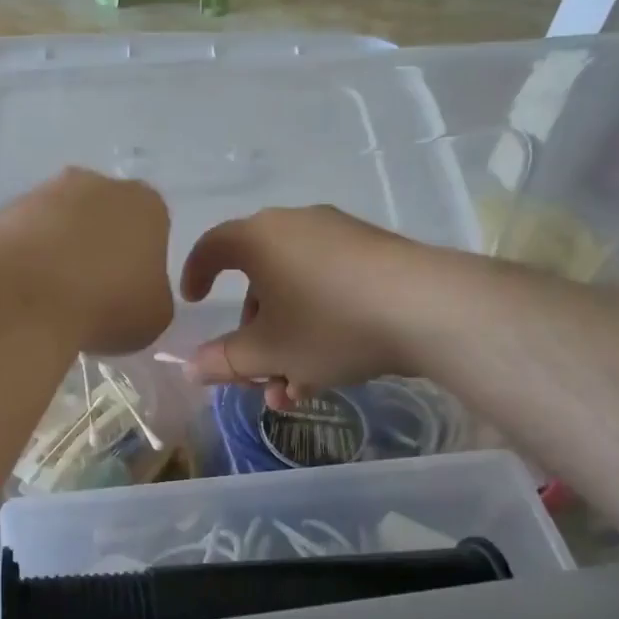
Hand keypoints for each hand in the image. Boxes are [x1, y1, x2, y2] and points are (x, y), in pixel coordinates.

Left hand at [0, 168, 173, 354]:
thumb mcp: (154, 317)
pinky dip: (27, 258)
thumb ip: (152, 296)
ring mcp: (45, 192)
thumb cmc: (106, 304)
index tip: (128, 293)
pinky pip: (26, 235)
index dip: (141, 262)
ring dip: (60, 251)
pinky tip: (24, 290)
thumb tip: (134, 294)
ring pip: (61, 223)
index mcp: (146, 204)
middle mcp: (97, 183)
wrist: (24, 297)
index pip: (153, 228)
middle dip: (99, 248)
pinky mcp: (4, 209)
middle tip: (91, 293)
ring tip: (52, 297)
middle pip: (104, 217)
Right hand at [180, 207, 427, 409]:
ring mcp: (340, 237)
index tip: (194, 302)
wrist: (428, 308)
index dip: (196, 274)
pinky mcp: (375, 254)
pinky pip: (329, 288)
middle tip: (258, 377)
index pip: (213, 246)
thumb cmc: (329, 324)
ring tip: (295, 391)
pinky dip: (318, 326)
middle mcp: (296, 227)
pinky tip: (328, 371)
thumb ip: (224, 361)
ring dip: (286, 343)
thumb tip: (190, 368)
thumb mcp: (269, 353)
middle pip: (259, 281)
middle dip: (254, 337)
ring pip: (296, 292)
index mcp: (260, 238)